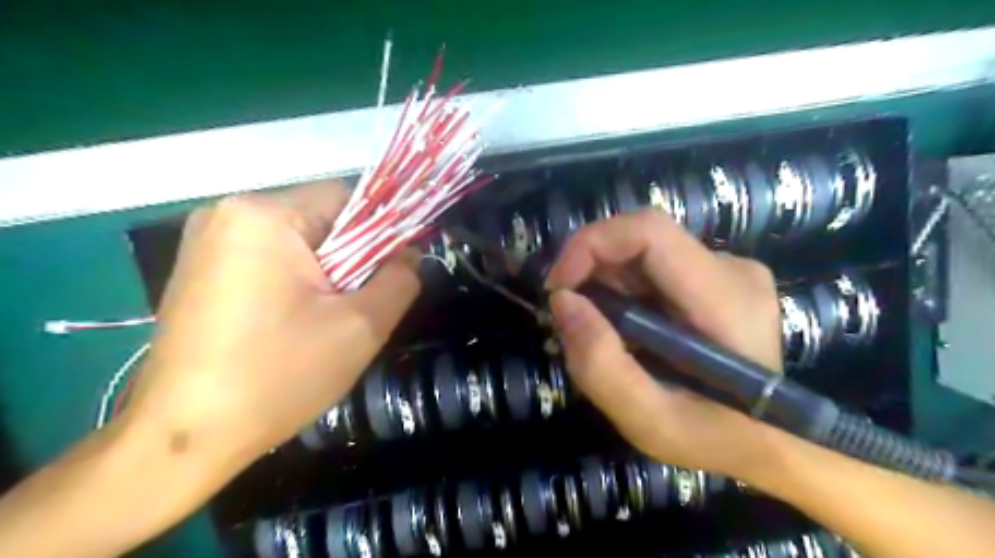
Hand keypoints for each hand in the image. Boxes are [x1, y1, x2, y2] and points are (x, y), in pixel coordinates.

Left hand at [122, 184, 420, 473]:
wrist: (184, 438)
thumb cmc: (279, 375)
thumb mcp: (361, 326)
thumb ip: (400, 280)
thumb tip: (409, 255)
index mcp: (265, 215)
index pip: (347, 197)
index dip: (380, 231)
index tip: (388, 273)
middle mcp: (228, 213)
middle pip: (319, 219)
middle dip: (349, 258)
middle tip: (355, 306)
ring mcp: (206, 241)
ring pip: (296, 241)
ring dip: (323, 273)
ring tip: (324, 320)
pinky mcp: (198, 269)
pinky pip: (268, 258)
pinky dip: (293, 282)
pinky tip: (291, 323)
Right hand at [544, 208, 785, 478]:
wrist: (768, 441)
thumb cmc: (714, 438)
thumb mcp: (647, 422)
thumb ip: (600, 363)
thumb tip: (562, 300)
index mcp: (726, 299)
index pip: (649, 231)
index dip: (591, 244)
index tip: (557, 287)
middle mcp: (731, 269)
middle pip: (641, 239)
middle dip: (590, 270)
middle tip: (568, 316)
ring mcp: (727, 270)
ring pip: (642, 252)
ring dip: (604, 283)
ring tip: (595, 328)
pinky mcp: (716, 278)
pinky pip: (653, 266)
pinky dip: (622, 290)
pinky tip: (620, 326)